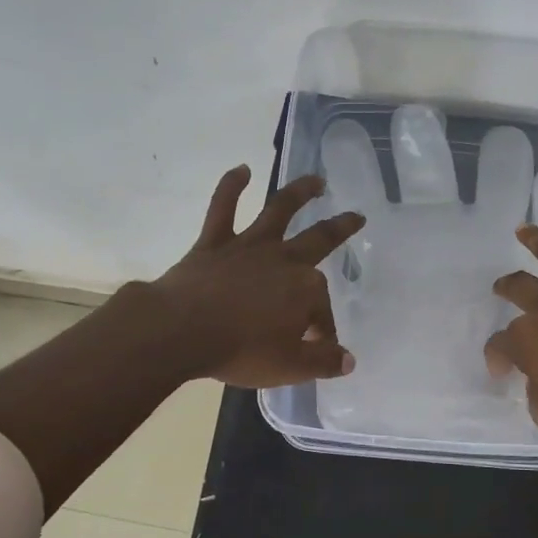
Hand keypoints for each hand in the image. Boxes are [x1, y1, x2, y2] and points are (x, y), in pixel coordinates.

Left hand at [150, 165, 364, 388]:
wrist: (181, 331)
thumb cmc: (240, 351)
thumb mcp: (290, 367)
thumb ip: (323, 362)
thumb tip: (349, 361)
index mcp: (305, 290)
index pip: (321, 310)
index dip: (322, 329)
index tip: (316, 347)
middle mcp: (283, 259)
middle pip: (319, 239)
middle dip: (340, 228)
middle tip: (356, 217)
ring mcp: (248, 246)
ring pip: (278, 211)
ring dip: (299, 193)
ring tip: (316, 181)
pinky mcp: (214, 242)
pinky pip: (223, 208)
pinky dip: (232, 186)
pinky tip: (242, 170)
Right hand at [484, 190, 537, 439]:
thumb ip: (535, 393)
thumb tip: (535, 380)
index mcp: (529, 339)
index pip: (501, 343)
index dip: (497, 356)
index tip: (502, 371)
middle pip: (520, 289)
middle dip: (506, 288)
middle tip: (501, 288)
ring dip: (536, 241)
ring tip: (523, 229)